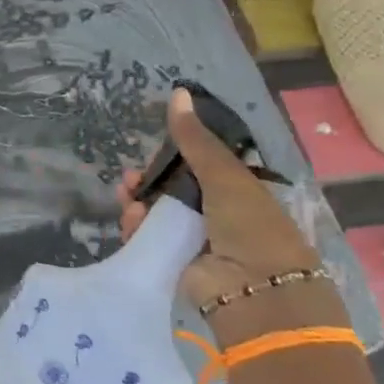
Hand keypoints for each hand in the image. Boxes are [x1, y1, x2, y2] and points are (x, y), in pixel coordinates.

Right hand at [115, 87, 345, 341]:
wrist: (256, 291)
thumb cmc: (250, 225)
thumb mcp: (224, 174)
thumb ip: (195, 138)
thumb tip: (177, 92)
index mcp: (235, 190)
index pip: (196, 165)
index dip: (172, 156)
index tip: (152, 151)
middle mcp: (214, 213)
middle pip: (171, 189)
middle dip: (147, 181)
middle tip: (129, 178)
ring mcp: (194, 239)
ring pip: (155, 213)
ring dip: (138, 203)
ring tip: (127, 199)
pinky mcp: (175, 262)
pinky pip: (148, 238)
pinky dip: (136, 228)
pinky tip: (131, 221)